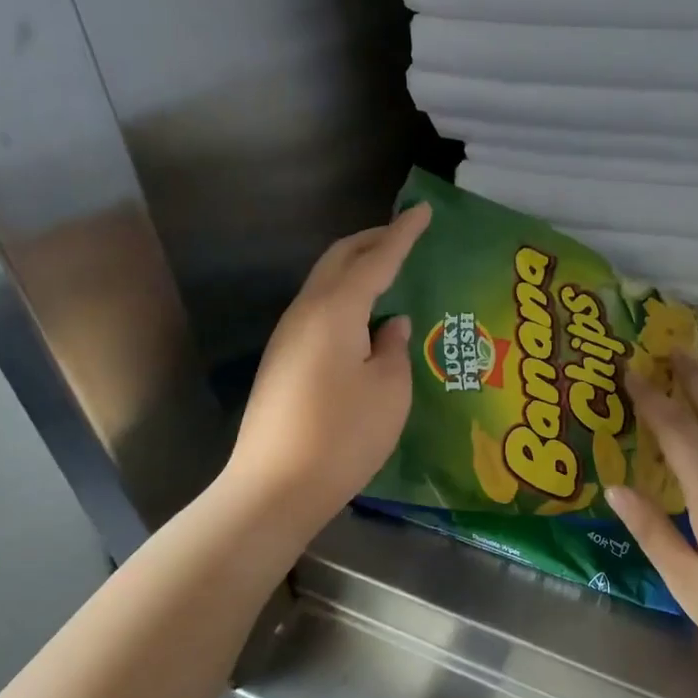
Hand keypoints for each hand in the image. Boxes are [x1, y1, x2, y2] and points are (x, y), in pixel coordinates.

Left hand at [225, 203, 430, 520]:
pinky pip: (318, 310)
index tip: (423, 211)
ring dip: (355, 269)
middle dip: (372, 241)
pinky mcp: (282, 361)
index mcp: (336, 311)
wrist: (275, 486)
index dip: (403, 235)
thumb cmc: (343, 436)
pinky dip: (344, 298)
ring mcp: (287, 337)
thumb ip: (394, 348)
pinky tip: (363, 320)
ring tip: (388, 273)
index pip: (376, 259)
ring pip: (324, 284)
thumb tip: (391, 325)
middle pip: (338, 260)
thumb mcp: (390, 391)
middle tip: (404, 235)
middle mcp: (306, 313)